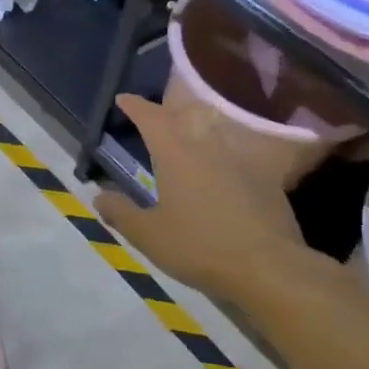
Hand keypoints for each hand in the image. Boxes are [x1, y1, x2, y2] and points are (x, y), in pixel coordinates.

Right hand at [92, 93, 310, 300]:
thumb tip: (99, 195)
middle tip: (152, 121)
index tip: (123, 100)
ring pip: (213, 136)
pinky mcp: (265, 181)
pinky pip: (235, 160)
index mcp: (177, 155)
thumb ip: (121, 212)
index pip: (152, 118)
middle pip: (186, 118)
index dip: (136, 106)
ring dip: (194, 134)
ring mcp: (241, 163)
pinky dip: (219, 161)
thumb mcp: (148, 235)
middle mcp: (209, 149)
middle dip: (166, 115)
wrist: (269, 267)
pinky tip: (216, 180)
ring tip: (182, 147)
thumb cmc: (199, 246)